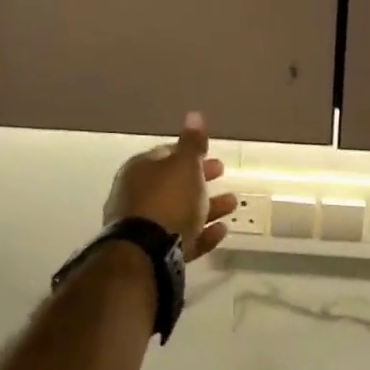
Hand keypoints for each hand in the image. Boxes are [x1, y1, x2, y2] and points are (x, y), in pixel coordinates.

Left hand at [102, 112, 236, 261]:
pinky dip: (202, 233)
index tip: (211, 154)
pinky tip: (221, 231)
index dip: (190, 153)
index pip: (166, 154)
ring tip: (232, 204)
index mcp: (140, 170)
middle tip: (222, 174)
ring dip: (207, 207)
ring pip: (180, 212)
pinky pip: (182, 238)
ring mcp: (144, 227)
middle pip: (174, 184)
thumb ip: (192, 142)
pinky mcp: (154, 253)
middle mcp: (137, 196)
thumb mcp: (185, 165)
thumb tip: (194, 114)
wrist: (146, 254)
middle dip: (200, 179)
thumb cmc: (167, 200)